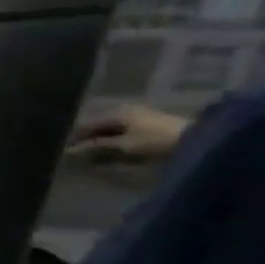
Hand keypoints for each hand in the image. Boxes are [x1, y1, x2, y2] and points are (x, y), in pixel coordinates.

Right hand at [68, 103, 187, 162]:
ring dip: (102, 140)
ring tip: (94, 152)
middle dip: (88, 139)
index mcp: (115, 112)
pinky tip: (112, 148)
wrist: (198, 138)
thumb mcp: (123, 144)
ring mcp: (139, 116)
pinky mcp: (149, 123)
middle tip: (79, 152)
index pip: (86, 124)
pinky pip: (123, 131)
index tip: (66, 150)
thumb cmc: (155, 140)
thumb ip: (97, 146)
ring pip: (111, 129)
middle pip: (99, 125)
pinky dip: (115, 139)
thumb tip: (72, 150)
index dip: (75, 137)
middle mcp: (124, 110)